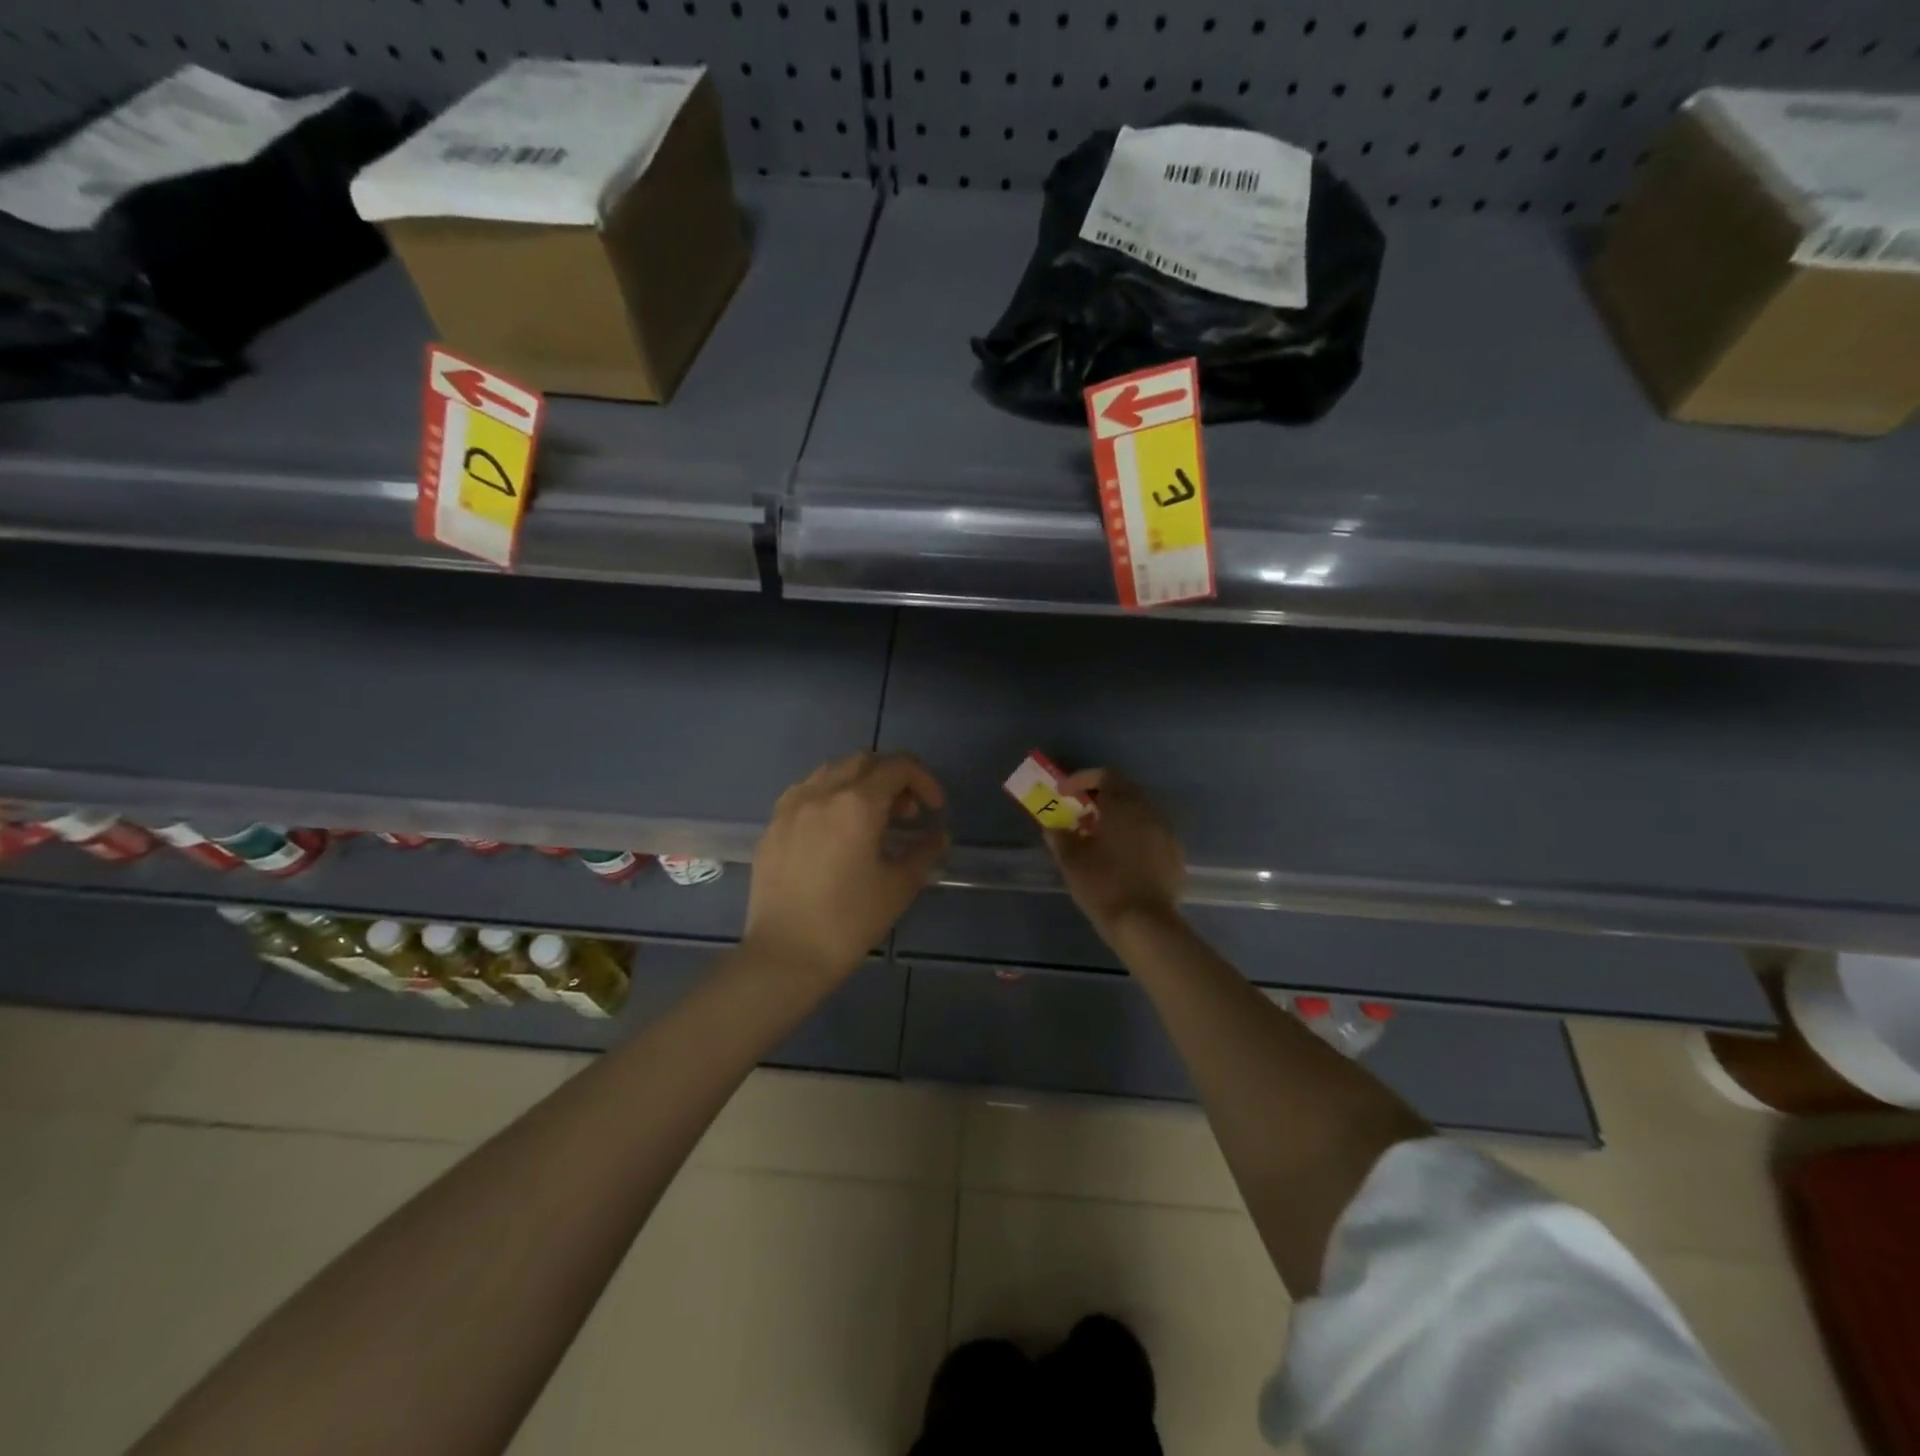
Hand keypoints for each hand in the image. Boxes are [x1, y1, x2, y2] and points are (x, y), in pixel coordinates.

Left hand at [743, 751, 949, 984]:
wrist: (785, 955)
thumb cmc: (849, 921)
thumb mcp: (899, 886)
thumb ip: (924, 851)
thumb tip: (938, 835)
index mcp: (857, 803)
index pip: (898, 767)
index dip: (924, 780)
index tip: (935, 809)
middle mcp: (822, 792)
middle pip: (865, 761)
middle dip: (893, 778)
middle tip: (906, 814)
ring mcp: (791, 807)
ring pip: (832, 771)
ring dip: (860, 783)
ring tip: (872, 819)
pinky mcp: (773, 825)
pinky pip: (807, 792)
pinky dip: (831, 796)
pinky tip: (836, 830)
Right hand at [1044, 769, 1185, 936]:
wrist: (1145, 924)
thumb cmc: (1103, 885)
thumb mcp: (1072, 862)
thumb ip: (1060, 838)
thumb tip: (1053, 827)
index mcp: (1123, 806)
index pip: (1104, 776)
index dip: (1082, 779)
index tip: (1064, 793)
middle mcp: (1149, 812)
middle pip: (1125, 791)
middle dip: (1102, 796)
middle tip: (1082, 811)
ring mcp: (1166, 834)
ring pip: (1141, 813)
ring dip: (1120, 816)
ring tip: (1100, 836)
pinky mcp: (1175, 856)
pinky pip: (1152, 834)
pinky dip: (1135, 835)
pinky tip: (1123, 856)